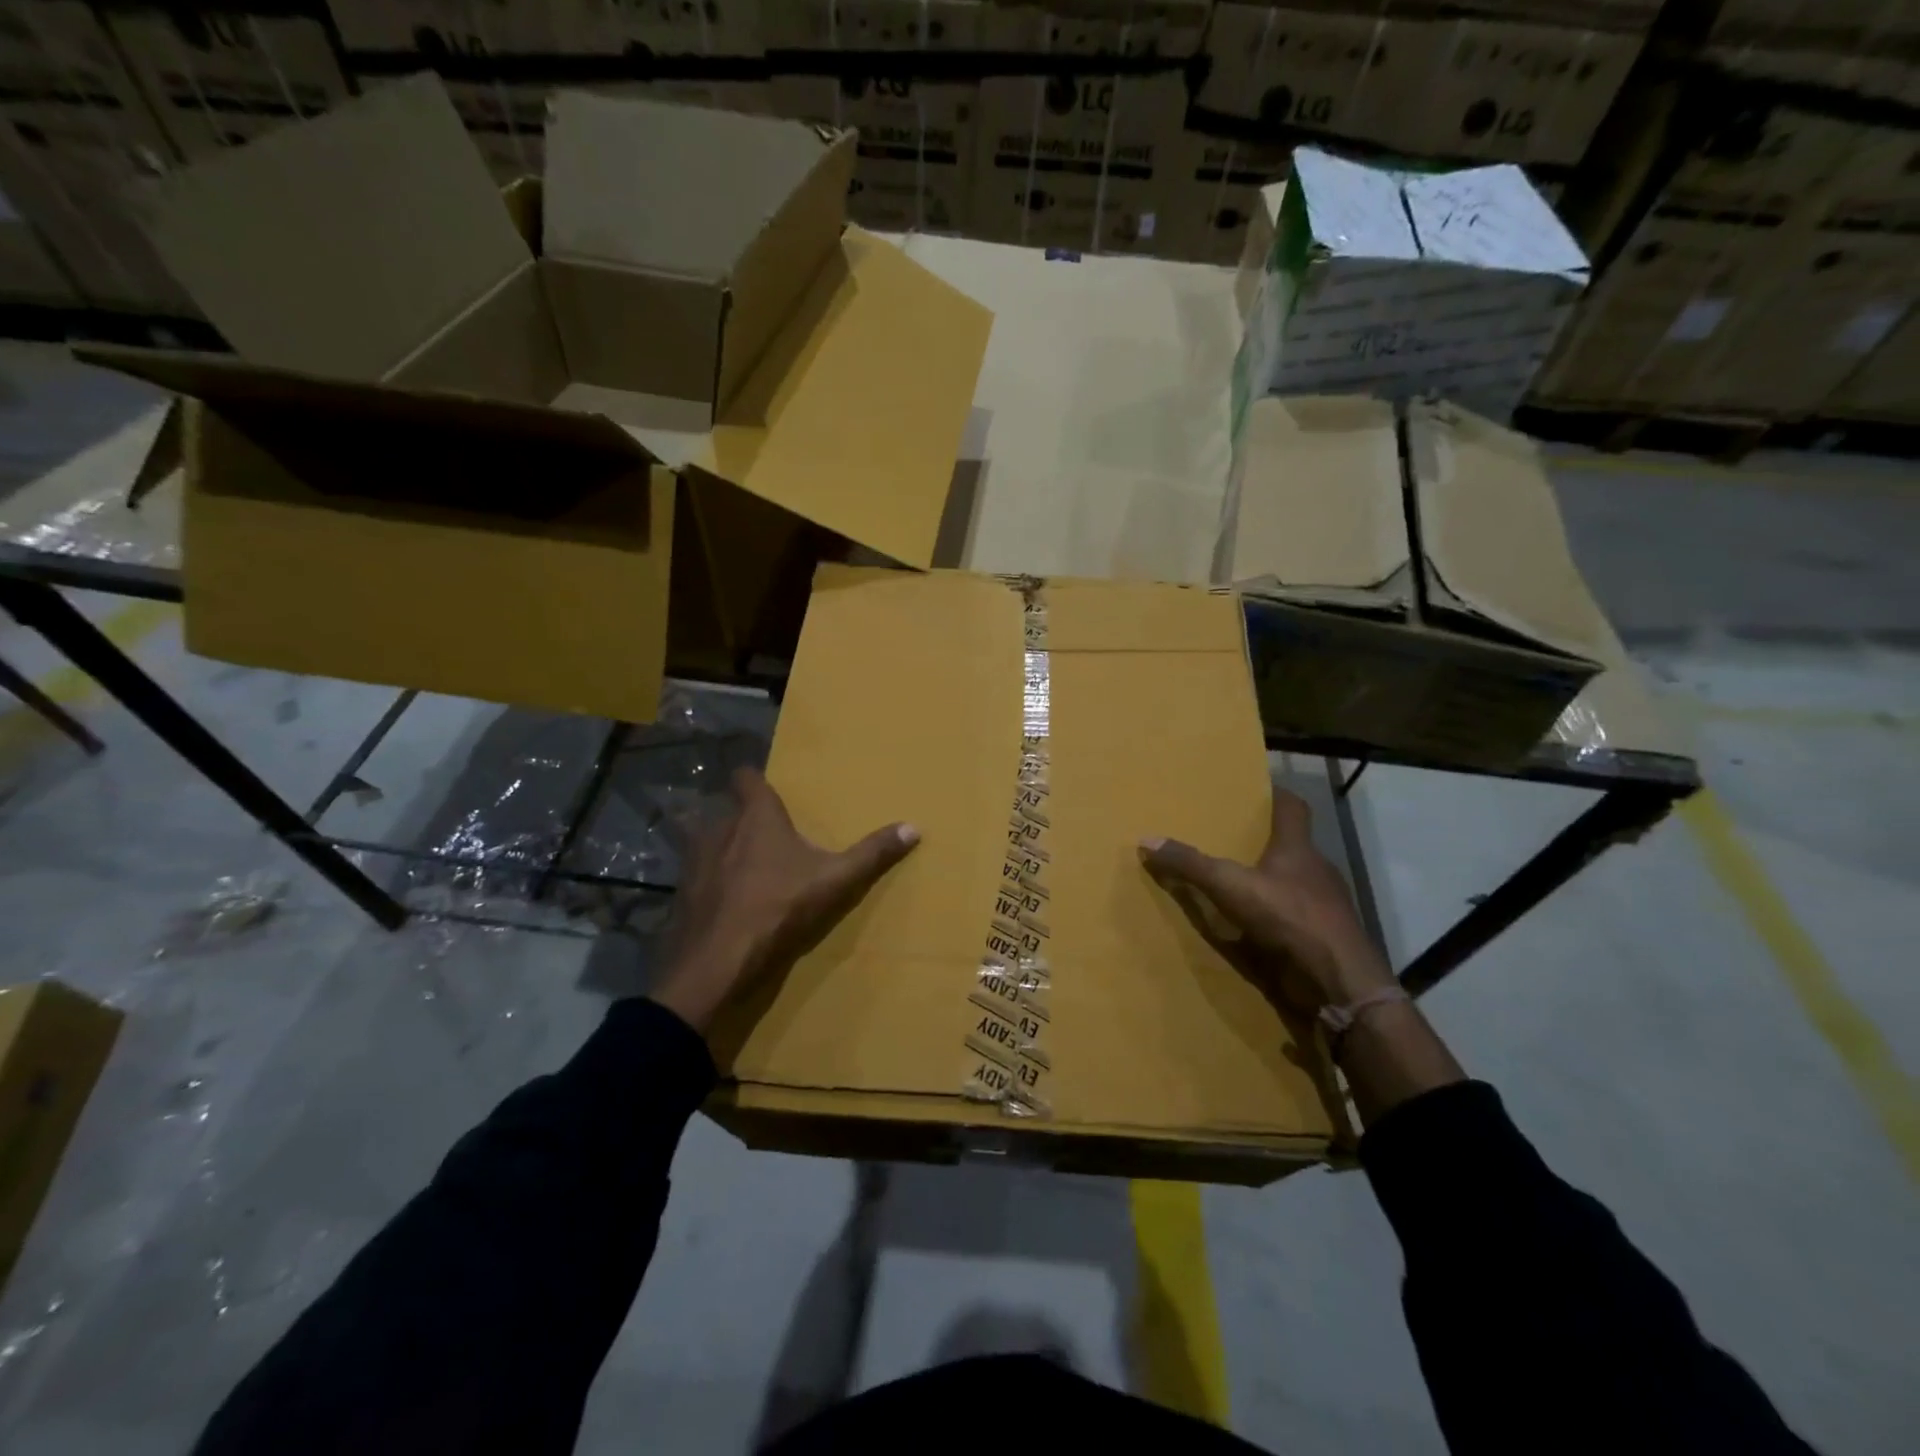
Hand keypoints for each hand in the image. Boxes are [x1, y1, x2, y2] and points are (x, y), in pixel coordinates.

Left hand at [650, 767, 918, 1033]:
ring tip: (743, 865)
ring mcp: (694, 860)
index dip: (755, 780)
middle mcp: (719, 827)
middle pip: (729, 810)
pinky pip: (696, 873)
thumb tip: (914, 827)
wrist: (718, 962)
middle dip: (744, 818)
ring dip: (723, 847)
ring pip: (708, 840)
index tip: (768, 789)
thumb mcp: (835, 880)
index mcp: (756, 817)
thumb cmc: (779, 907)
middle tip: (767, 834)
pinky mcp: (682, 891)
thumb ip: (872, 853)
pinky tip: (724, 899)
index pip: (747, 778)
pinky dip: (709, 879)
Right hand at [1141, 785, 1392, 1014]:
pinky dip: (1274, 915)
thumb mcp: (1229, 886)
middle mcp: (1315, 869)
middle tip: (1230, 835)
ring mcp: (1323, 905)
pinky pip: (1293, 916)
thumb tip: (1147, 839)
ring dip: (1269, 880)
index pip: (1293, 807)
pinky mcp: (1322, 935)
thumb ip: (1190, 864)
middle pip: (1292, 844)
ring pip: (1293, 881)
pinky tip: (1252, 925)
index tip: (1256, 789)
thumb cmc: (1288, 916)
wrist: (1338, 978)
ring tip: (1235, 880)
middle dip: (1264, 840)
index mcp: (1298, 848)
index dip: (1276, 795)